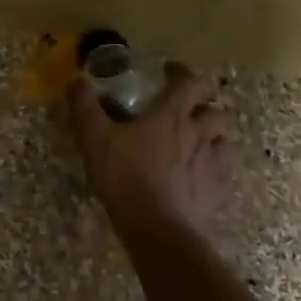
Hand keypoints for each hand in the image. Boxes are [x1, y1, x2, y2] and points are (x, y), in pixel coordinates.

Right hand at [69, 63, 232, 240]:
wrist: (157, 228)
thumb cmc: (125, 176)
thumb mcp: (93, 137)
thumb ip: (84, 105)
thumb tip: (76, 81)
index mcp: (171, 115)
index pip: (189, 81)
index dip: (181, 73)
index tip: (168, 72)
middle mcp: (198, 133)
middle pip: (215, 110)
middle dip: (202, 106)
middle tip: (183, 112)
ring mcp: (212, 163)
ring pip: (223, 140)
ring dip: (212, 136)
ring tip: (194, 142)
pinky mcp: (216, 190)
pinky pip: (222, 171)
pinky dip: (212, 167)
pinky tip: (196, 175)